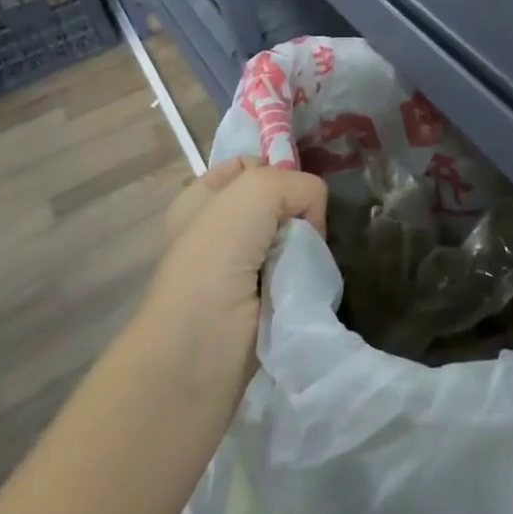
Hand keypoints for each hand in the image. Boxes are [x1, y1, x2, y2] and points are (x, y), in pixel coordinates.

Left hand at [141, 159, 326, 395]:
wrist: (200, 348)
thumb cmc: (216, 258)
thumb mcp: (257, 190)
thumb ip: (299, 184)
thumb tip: (312, 219)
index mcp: (202, 198)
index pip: (253, 164)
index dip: (278, 170)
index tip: (293, 191)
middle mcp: (217, 230)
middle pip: (278, 203)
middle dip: (298, 212)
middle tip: (304, 231)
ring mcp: (238, 269)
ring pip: (291, 239)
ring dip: (304, 248)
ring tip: (305, 261)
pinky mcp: (259, 304)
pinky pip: (296, 273)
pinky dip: (306, 276)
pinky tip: (305, 283)